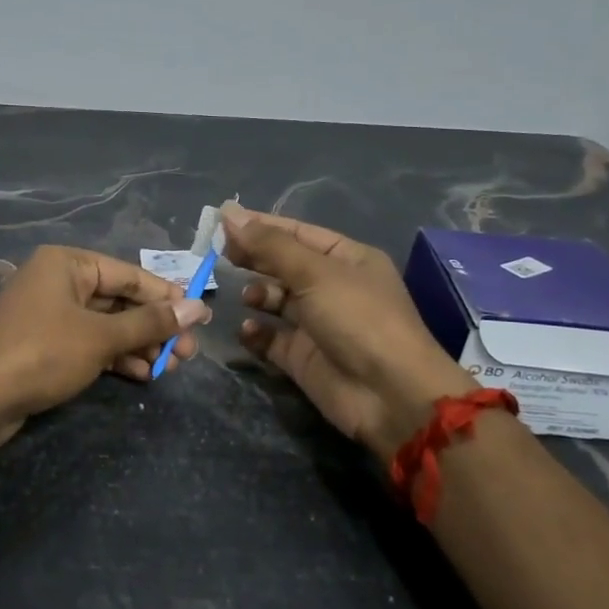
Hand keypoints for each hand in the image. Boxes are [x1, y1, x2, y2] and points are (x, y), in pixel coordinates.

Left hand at [0, 246, 210, 452]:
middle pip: (118, 300)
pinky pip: (88, 344)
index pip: (129, 275)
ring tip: (170, 368)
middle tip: (188, 354)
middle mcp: (57, 282)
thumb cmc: (42, 353)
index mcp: (67, 263)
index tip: (200, 318)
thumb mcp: (101, 337)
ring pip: (105, 325)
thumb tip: (198, 308)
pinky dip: (114, 357)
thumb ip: (150, 322)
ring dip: (138, 345)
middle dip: (154, 327)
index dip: (166, 297)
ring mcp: (48, 315)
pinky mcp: (43, 345)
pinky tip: (141, 375)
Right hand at [221, 204, 474, 459]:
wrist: (390, 394)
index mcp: (347, 259)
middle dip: (254, 258)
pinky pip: (272, 338)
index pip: (297, 233)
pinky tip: (248, 330)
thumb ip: (269, 245)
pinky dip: (257, 333)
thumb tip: (229, 214)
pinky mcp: (304, 357)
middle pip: (284, 265)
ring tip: (244, 297)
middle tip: (219, 255)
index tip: (221, 221)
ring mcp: (318, 324)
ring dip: (256, 295)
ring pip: (277, 301)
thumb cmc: (358, 319)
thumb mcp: (315, 273)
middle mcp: (333, 287)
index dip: (261, 226)